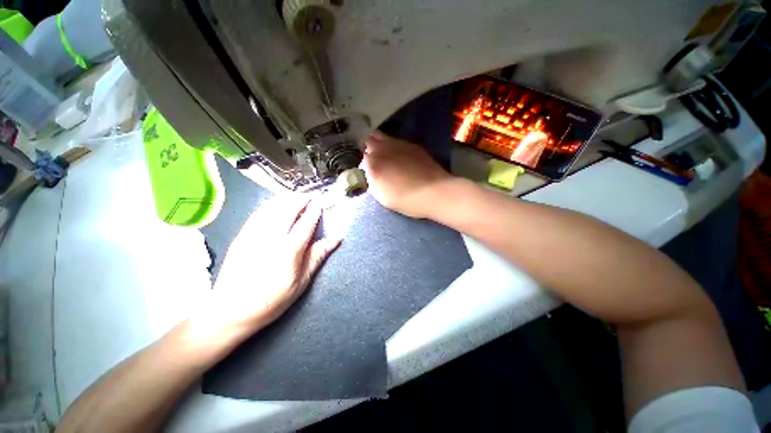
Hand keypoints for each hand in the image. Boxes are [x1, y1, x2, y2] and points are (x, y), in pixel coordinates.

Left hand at [198, 197, 339, 334]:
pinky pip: (258, 213)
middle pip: (288, 209)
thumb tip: (336, 240)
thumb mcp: (301, 282)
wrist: (230, 310)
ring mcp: (253, 234)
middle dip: (300, 199)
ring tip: (296, 198)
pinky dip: (270, 205)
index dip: (315, 210)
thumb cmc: (271, 300)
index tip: (321, 202)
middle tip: (310, 197)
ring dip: (286, 199)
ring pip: (272, 207)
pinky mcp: (241, 235)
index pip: (306, 223)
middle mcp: (271, 237)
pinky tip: (276, 205)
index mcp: (288, 250)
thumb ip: (317, 256)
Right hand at [363, 131, 456, 218]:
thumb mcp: (381, 196)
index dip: (364, 164)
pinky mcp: (413, 146)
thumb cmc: (405, 199)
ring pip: (384, 137)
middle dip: (369, 147)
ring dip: (382, 144)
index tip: (368, 171)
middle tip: (374, 160)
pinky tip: (403, 158)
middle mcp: (383, 149)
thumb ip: (371, 182)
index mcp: (373, 163)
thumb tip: (369, 173)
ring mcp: (399, 144)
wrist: (433, 192)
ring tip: (387, 157)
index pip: (362, 157)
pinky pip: (399, 142)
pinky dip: (396, 147)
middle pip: (370, 139)